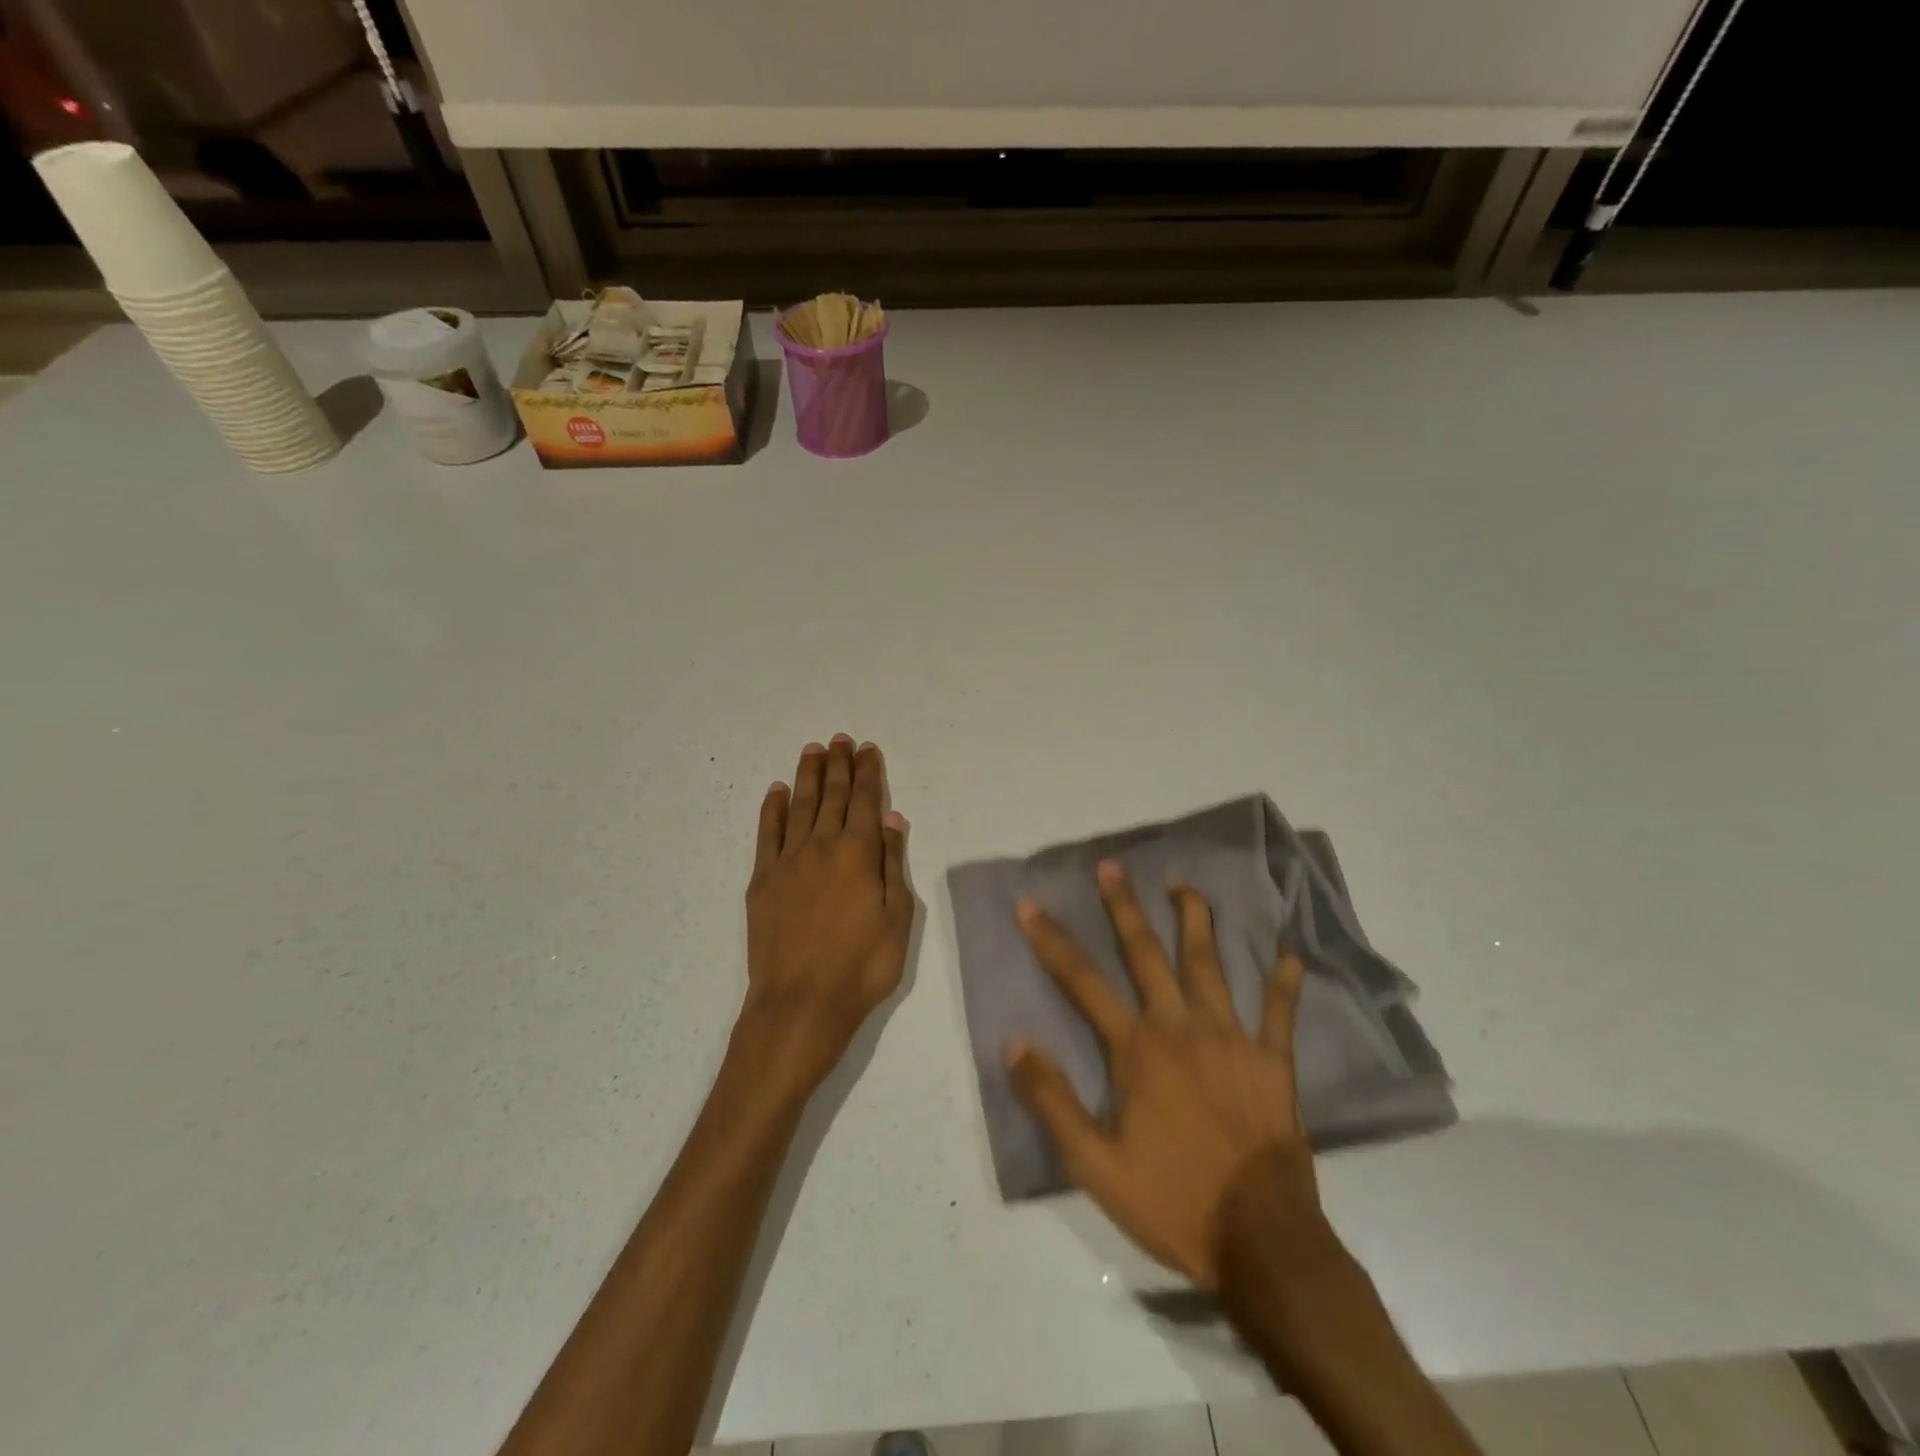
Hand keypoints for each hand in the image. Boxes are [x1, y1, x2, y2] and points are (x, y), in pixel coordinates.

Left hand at [742, 736, 912, 1094]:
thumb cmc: (862, 967)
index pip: (866, 801)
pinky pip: (767, 833)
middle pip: (832, 796)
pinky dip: (772, 808)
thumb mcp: (897, 918)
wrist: (800, 1004)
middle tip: (840, 739)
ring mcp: (787, 861)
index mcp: (859, 854)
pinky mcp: (762, 880)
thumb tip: (892, 819)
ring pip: (799, 806)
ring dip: (807, 776)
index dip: (868, 773)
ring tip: (812, 750)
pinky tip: (776, 790)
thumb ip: (893, 864)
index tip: (867, 749)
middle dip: (838, 765)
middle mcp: (822, 846)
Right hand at [1006, 860, 1323, 1289]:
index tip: (1030, 906)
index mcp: (1137, 1049)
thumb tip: (1013, 1043)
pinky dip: (1283, 984)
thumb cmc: (1173, 1200)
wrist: (1262, 1240)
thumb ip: (1052, 1100)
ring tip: (1185, 884)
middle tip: (1112, 867)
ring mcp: (1232, 1039)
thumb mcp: (1094, 1164)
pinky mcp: (1273, 1062)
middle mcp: (1181, 1027)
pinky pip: (1280, 1014)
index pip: (1083, 982)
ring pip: (1210, 966)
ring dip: (1195, 921)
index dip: (1052, 942)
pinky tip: (1289, 954)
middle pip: (1147, 954)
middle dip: (1125, 908)